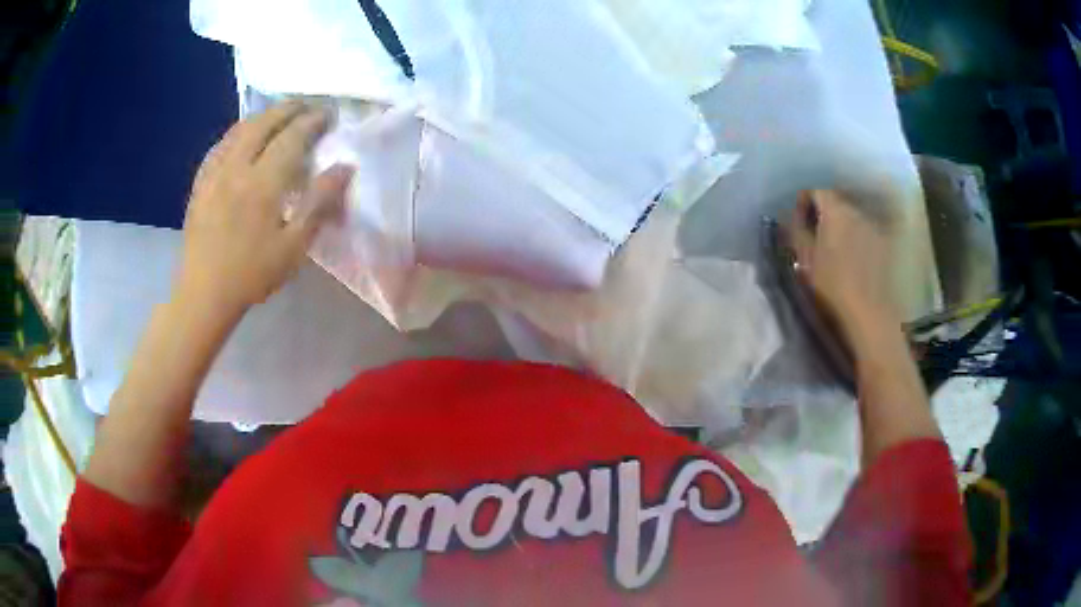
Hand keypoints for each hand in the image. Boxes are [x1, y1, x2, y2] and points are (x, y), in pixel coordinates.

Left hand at [178, 100, 353, 317]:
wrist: (204, 293)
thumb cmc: (252, 274)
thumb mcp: (294, 246)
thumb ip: (319, 203)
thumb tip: (345, 167)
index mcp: (262, 183)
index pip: (292, 137)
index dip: (312, 121)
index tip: (329, 115)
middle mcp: (237, 168)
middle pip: (264, 124)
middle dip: (288, 109)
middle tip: (306, 106)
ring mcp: (214, 173)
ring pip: (239, 130)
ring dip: (263, 116)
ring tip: (278, 114)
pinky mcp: (201, 183)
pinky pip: (219, 146)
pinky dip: (236, 132)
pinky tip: (242, 136)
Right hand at [788, 190, 899, 343]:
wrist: (871, 313)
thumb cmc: (834, 286)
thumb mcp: (806, 260)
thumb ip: (797, 232)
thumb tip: (790, 218)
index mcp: (834, 209)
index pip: (815, 191)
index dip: (803, 203)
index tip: (798, 222)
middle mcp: (856, 210)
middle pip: (836, 200)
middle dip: (824, 212)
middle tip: (816, 233)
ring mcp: (874, 225)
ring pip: (853, 215)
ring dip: (842, 225)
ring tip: (836, 246)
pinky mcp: (886, 243)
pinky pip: (867, 230)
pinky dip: (858, 236)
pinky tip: (854, 256)